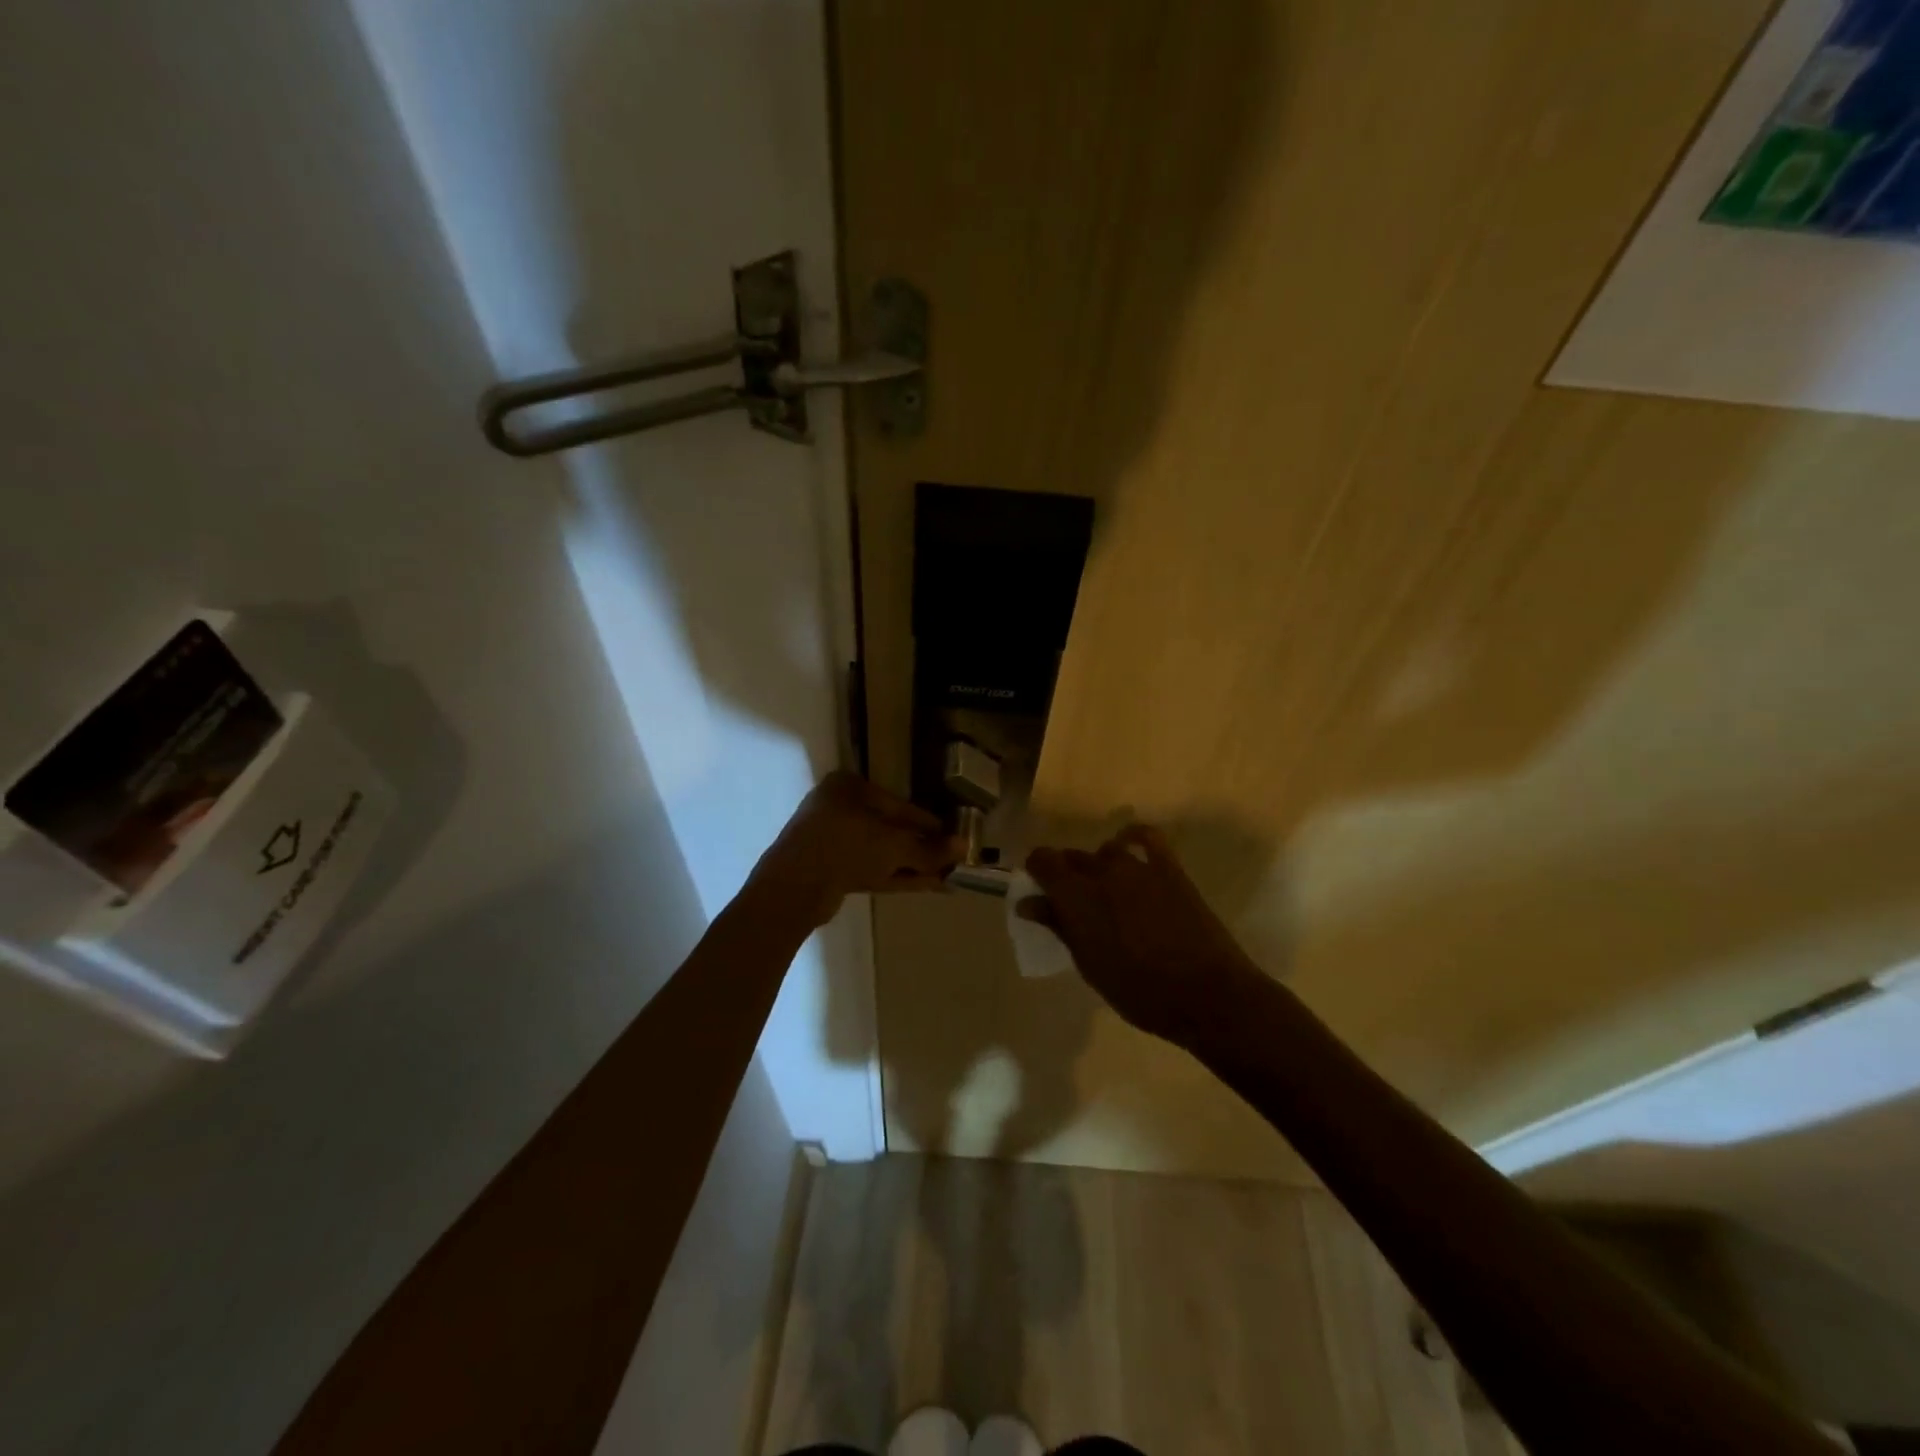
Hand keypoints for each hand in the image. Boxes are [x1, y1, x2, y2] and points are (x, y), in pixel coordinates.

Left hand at [751, 771, 964, 926]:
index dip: (928, 822)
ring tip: (945, 877)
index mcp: (848, 786)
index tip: (951, 836)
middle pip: (889, 828)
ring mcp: (830, 840)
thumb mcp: (894, 845)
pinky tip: (926, 885)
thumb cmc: (845, 846)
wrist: (793, 888)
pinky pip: (869, 868)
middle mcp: (837, 807)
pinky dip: (896, 876)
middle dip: (920, 847)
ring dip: (912, 864)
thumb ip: (929, 848)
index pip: (898, 803)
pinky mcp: (828, 869)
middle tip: (950, 860)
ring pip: (880, 851)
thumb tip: (963, 847)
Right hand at [1020, 825, 1261, 1046]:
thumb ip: (1059, 927)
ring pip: (1106, 850)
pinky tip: (1130, 847)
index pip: (1042, 861)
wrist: (1206, 994)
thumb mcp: (1089, 965)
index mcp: (1076, 896)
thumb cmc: (1140, 992)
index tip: (1038, 891)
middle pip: (1073, 857)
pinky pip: (1147, 837)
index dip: (1036, 872)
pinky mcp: (1169, 869)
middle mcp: (1102, 872)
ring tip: (1104, 889)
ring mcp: (1138, 867)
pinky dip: (1133, 837)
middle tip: (1070, 904)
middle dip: (1065, 874)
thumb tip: (1028, 903)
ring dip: (1098, 864)